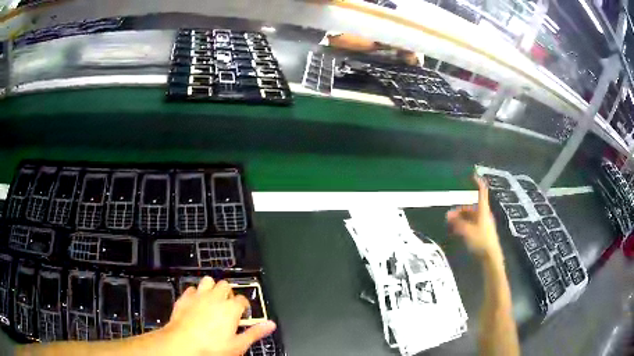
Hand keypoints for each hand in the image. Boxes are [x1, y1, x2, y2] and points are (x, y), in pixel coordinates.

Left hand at [160, 276, 276, 355]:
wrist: (183, 343)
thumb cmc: (211, 346)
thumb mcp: (238, 344)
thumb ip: (255, 332)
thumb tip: (270, 325)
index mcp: (230, 308)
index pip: (242, 299)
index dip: (244, 306)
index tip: (242, 312)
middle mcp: (215, 297)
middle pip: (225, 285)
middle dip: (228, 293)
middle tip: (227, 306)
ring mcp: (198, 295)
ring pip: (208, 280)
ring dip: (212, 287)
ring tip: (213, 299)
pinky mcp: (184, 297)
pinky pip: (192, 288)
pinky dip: (196, 293)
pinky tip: (196, 302)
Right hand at [446, 174, 502, 261]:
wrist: (491, 256)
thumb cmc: (481, 241)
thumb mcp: (467, 231)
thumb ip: (457, 223)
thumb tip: (448, 215)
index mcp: (483, 210)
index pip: (481, 192)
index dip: (477, 182)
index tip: (472, 174)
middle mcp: (484, 214)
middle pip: (472, 206)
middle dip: (460, 209)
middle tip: (448, 215)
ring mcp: (484, 223)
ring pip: (471, 216)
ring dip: (461, 218)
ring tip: (450, 225)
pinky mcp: (482, 232)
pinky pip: (471, 224)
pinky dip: (464, 225)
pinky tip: (456, 231)